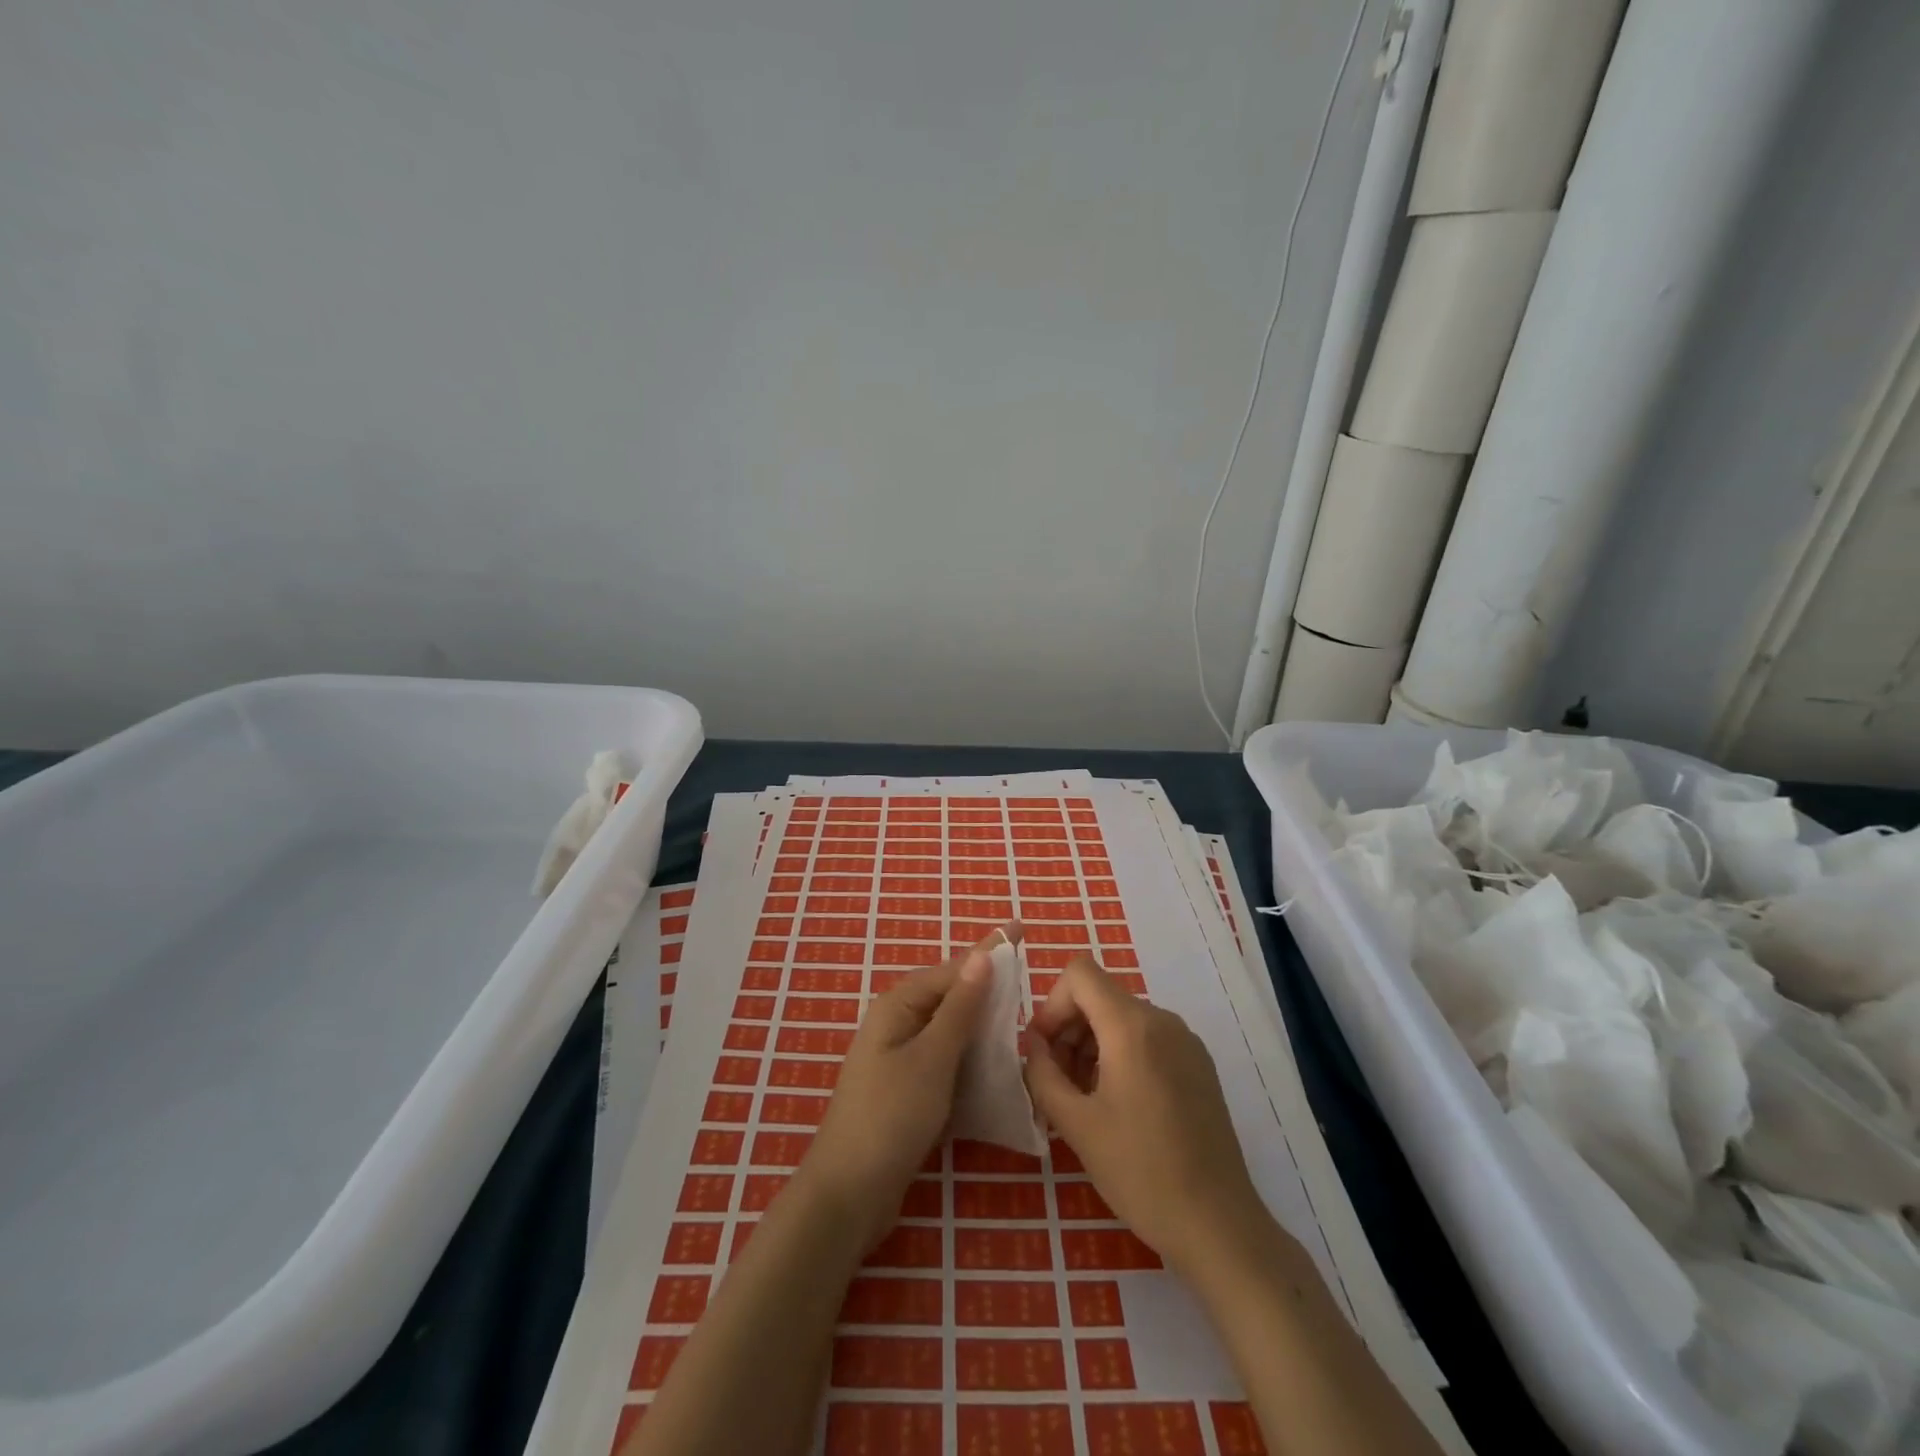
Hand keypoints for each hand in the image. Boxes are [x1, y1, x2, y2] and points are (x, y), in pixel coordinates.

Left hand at [799, 927, 1009, 1249]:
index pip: (954, 969)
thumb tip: (981, 955)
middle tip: (1031, 980)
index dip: (990, 951)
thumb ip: (960, 1008)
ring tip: (1024, 1021)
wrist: (848, 1194)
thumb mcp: (933, 1058)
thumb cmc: (891, 1117)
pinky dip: (971, 1059)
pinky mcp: (907, 1090)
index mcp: (898, 1005)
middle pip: (952, 996)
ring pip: (951, 1030)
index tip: (1022, 928)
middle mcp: (897, 1023)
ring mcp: (900, 1058)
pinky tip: (999, 1066)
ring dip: (983, 1027)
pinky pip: (946, 1061)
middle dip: (989, 988)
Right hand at [1024, 952, 1267, 1274]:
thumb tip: (1033, 1044)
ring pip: (1122, 1017)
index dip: (1052, 1004)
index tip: (1044, 1051)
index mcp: (1132, 1026)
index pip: (1079, 974)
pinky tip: (1118, 1105)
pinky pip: (1148, 1038)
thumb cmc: (1140, 1172)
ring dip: (1092, 1044)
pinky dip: (1121, 1054)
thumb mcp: (1076, 1124)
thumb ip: (1042, 1073)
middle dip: (1069, 1028)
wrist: (1218, 1226)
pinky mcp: (1198, 1064)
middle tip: (1057, 1082)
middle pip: (1100, 996)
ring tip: (1084, 1099)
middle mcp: (1162, 1020)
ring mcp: (1186, 1041)